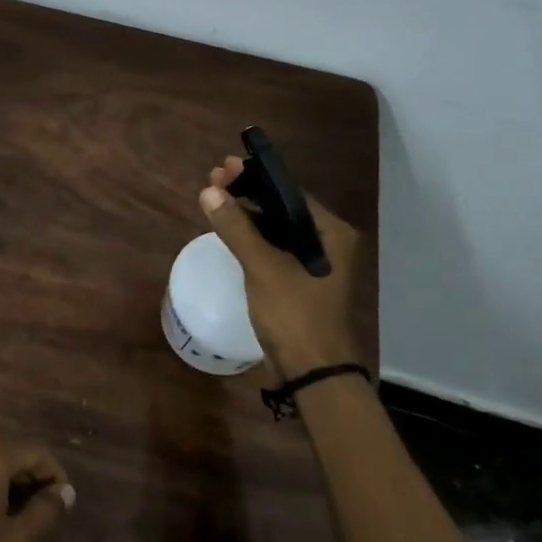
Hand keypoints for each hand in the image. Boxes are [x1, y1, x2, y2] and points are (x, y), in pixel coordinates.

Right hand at [201, 156, 363, 379]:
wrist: (314, 373)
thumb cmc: (294, 315)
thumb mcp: (263, 268)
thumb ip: (237, 228)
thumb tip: (210, 191)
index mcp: (331, 233)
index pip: (289, 192)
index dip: (254, 177)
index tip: (223, 168)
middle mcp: (330, 243)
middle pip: (284, 208)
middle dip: (249, 193)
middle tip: (214, 180)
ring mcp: (318, 264)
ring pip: (279, 229)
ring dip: (249, 215)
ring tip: (217, 201)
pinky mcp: (304, 282)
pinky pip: (278, 249)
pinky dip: (256, 238)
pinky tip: (233, 232)